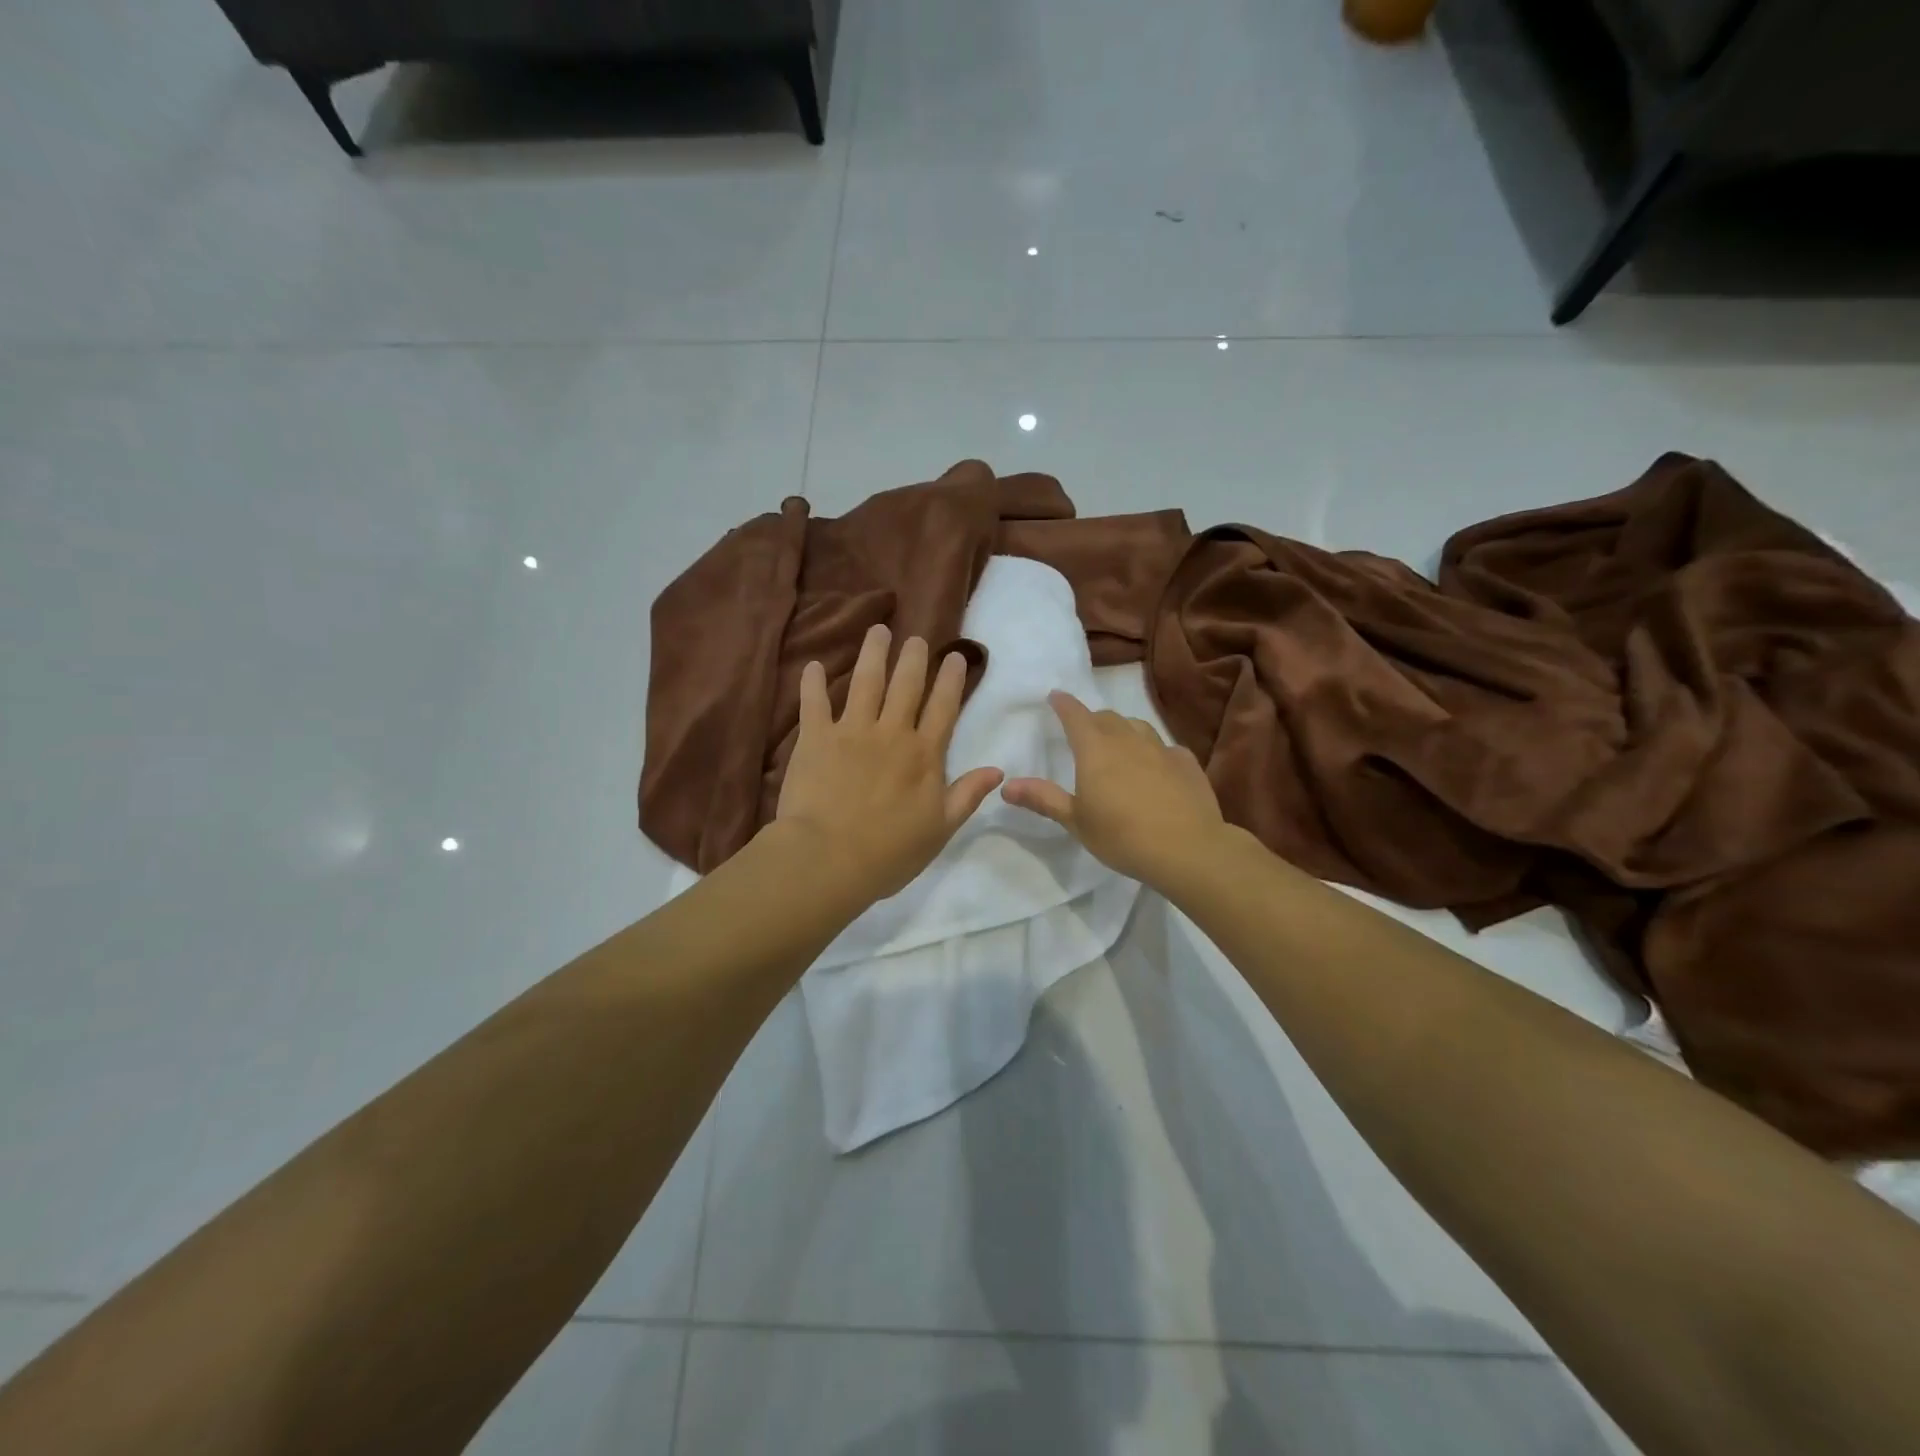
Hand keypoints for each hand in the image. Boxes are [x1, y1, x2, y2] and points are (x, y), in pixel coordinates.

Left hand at [774, 624, 1004, 903]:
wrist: (829, 858)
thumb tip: (998, 770)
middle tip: (916, 638)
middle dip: (914, 658)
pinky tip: (814, 665)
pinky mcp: (815, 738)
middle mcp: (891, 732)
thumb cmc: (890, 851)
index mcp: (924, 754)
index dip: (951, 680)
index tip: (955, 656)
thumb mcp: (940, 829)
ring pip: (866, 681)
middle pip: (906, 685)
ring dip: (873, 654)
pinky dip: (812, 683)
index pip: (943, 707)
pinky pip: (814, 703)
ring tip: (878, 631)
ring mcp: (852, 731)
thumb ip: (967, 795)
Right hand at [1002, 692, 1225, 888]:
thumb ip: (1043, 799)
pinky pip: (1166, 748)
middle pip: (1106, 718)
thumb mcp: (1076, 821)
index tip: (1055, 696)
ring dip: (1123, 729)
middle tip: (1084, 730)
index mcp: (1095, 750)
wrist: (1187, 849)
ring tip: (1119, 743)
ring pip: (1138, 727)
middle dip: (1092, 719)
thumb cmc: (1122, 836)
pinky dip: (1154, 751)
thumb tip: (1006, 786)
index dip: (1063, 704)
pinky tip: (1157, 767)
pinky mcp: (1187, 763)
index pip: (1075, 715)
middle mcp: (1128, 740)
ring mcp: (1161, 749)